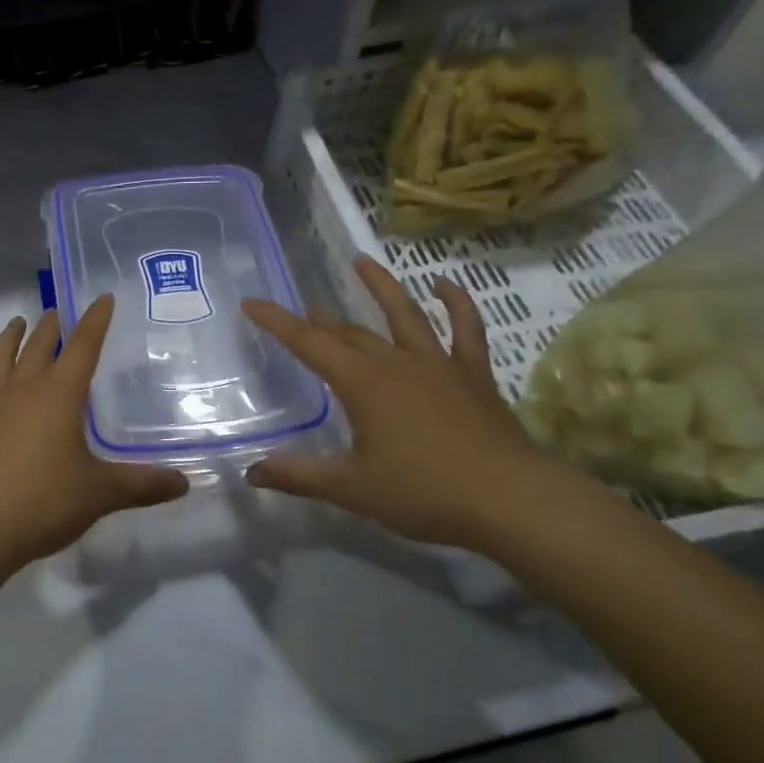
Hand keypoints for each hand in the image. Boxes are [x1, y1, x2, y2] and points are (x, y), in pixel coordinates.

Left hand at [0, 295, 189, 568]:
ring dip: (11, 339)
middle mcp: (24, 391)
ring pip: (1, 359)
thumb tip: (185, 482)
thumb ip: (142, 485)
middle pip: (39, 347)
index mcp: (59, 395)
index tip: (102, 298)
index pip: (82, 347)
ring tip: (17, 323)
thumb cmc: (43, 502)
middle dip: (51, 326)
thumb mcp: (100, 493)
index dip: (95, 321)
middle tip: (57, 310)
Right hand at [241, 256, 563, 549]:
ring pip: (404, 314)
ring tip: (361, 261)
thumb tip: (251, 474)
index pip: (308, 343)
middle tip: (304, 311)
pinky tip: (444, 284)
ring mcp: (438, 364)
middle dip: (321, 320)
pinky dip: (456, 303)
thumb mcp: (352, 488)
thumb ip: (299, 476)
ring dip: (381, 286)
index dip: (276, 321)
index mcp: (362, 383)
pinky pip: (466, 330)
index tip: (251, 302)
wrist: (512, 501)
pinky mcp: (473, 375)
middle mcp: (395, 363)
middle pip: (350, 332)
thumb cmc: (424, 493)